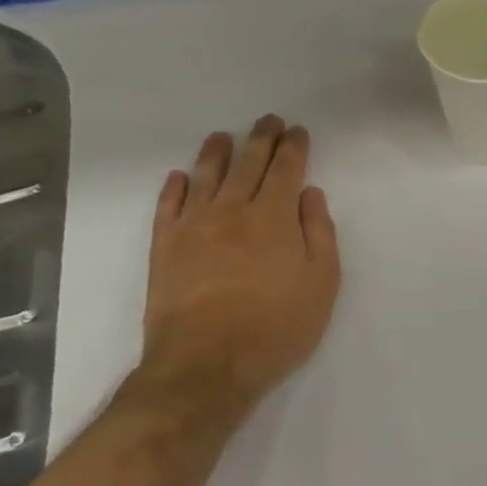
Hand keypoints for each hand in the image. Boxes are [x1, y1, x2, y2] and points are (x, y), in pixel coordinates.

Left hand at [137, 116, 341, 418]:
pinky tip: (180, 178)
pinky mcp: (164, 249)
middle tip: (268, 120)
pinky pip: (168, 207)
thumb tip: (310, 195)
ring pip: (206, 178)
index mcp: (275, 217)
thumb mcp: (322, 282)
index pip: (286, 170)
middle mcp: (233, 211)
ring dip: (217, 153)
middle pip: (248, 165)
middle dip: (261, 139)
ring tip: (222, 137)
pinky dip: (175, 188)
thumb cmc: (277, 326)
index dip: (294, 147)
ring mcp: (193, 228)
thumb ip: (319, 233)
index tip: (298, 131)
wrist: (206, 365)